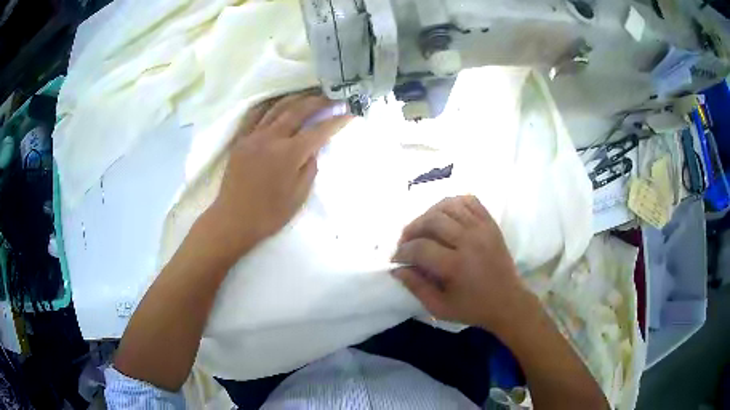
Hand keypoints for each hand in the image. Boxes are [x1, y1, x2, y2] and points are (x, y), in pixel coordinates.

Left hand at [207, 92, 351, 257]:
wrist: (233, 220)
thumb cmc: (269, 214)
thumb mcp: (299, 196)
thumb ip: (310, 167)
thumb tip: (313, 147)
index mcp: (289, 154)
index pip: (319, 130)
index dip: (337, 120)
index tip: (351, 112)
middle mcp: (272, 138)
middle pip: (299, 110)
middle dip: (319, 101)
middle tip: (333, 97)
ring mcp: (253, 136)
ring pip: (277, 107)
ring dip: (296, 98)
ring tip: (309, 94)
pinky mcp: (241, 140)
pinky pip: (256, 115)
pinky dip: (270, 105)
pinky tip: (278, 102)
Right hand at [392, 196, 531, 331]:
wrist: (508, 302)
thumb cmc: (473, 308)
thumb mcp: (440, 307)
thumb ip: (416, 287)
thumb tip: (396, 269)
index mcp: (456, 266)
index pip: (420, 248)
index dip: (402, 251)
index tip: (396, 258)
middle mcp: (469, 241)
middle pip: (432, 221)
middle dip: (412, 229)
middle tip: (406, 241)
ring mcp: (482, 229)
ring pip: (449, 206)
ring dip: (429, 213)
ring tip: (423, 227)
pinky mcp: (490, 224)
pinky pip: (470, 201)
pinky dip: (453, 203)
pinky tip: (445, 215)